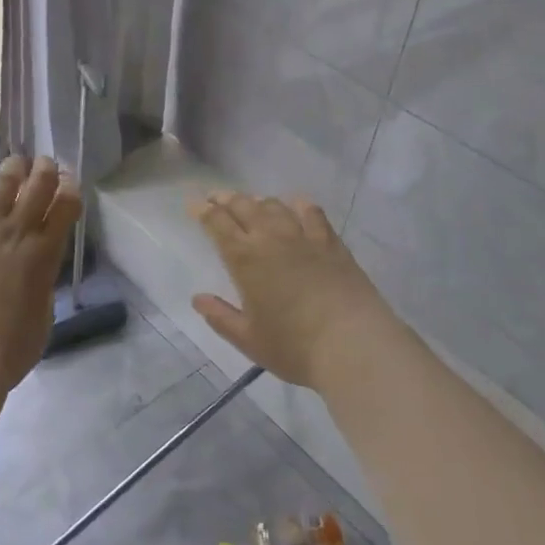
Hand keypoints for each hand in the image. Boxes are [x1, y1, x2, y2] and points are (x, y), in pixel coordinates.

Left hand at [0, 157, 81, 398]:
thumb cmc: (6, 352)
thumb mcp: (42, 321)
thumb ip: (42, 290)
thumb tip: (37, 277)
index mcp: (44, 255)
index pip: (65, 210)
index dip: (71, 191)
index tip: (72, 181)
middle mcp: (15, 234)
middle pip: (36, 190)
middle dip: (46, 172)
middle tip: (48, 162)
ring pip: (1, 188)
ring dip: (12, 170)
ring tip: (17, 160)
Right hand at [188, 192, 403, 392]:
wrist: (352, 343)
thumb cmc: (294, 346)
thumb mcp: (248, 339)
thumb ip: (221, 317)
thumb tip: (198, 298)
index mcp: (245, 259)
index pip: (217, 223)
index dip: (202, 210)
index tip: (193, 204)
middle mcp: (271, 238)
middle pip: (243, 206)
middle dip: (225, 199)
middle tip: (215, 198)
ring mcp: (304, 237)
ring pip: (275, 206)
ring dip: (258, 201)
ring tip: (251, 204)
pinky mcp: (331, 242)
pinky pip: (312, 213)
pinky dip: (299, 205)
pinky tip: (297, 206)